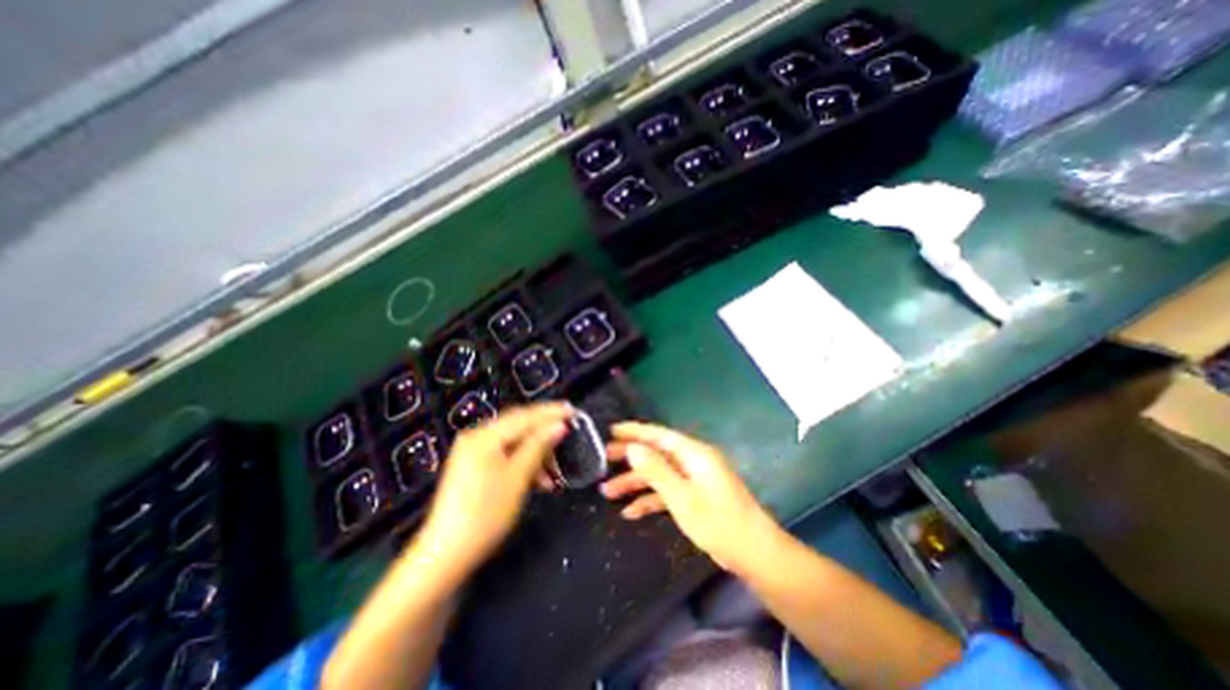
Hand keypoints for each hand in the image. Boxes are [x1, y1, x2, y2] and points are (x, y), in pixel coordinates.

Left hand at [410, 403, 569, 580]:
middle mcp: (476, 437)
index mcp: (484, 436)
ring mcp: (472, 452)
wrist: (446, 555)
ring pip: (513, 443)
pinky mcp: (473, 467)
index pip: (524, 416)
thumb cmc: (485, 513)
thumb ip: (538, 446)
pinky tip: (537, 480)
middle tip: (568, 438)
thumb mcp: (517, 477)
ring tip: (554, 471)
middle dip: (544, 434)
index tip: (573, 411)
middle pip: (518, 427)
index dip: (551, 413)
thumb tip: (558, 425)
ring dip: (535, 454)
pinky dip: (522, 463)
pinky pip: (504, 455)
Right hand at [598, 422, 786, 574]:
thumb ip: (656, 471)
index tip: (611, 431)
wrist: (754, 554)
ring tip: (607, 491)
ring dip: (635, 482)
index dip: (634, 431)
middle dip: (630, 457)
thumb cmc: (719, 522)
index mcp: (693, 453)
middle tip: (603, 460)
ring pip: (659, 474)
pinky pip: (667, 491)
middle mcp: (693, 461)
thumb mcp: (682, 498)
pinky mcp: (694, 496)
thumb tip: (633, 448)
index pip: (658, 435)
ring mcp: (694, 479)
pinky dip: (650, 499)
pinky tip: (630, 512)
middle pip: (656, 453)